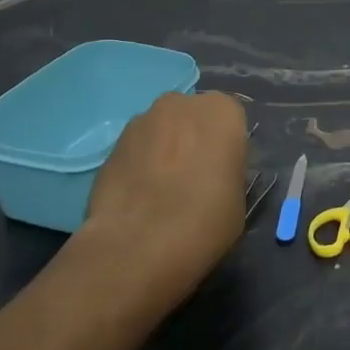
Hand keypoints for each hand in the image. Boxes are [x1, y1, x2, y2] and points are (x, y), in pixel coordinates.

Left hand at [69, 90, 249, 317]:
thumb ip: (228, 170)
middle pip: (192, 117)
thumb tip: (214, 171)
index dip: (227, 146)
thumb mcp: (238, 197)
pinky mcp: (111, 145)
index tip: (224, 171)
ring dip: (165, 151)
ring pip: (161, 131)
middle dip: (193, 140)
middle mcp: (180, 104)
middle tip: (195, 177)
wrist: (139, 244)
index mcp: (222, 112)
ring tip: (163, 191)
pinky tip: (141, 198)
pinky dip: (140, 166)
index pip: (231, 119)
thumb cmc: (206, 219)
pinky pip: (136, 151)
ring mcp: (140, 121)